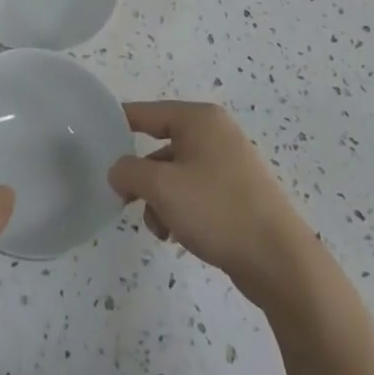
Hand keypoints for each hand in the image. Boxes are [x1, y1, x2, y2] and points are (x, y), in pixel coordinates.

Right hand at [109, 101, 322, 307]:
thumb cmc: (217, 210)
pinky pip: (195, 191)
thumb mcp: (161, 188)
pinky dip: (180, 209)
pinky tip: (178, 236)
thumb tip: (118, 170)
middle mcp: (215, 132)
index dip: (118, 125)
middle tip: (126, 201)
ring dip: (160, 200)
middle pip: (160, 146)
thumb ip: (129, 171)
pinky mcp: (237, 192)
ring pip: (176, 173)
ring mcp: (229, 162)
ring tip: (161, 229)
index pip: (146, 112)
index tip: (94, 143)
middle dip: (142, 177)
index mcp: (199, 118)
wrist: (279, 261)